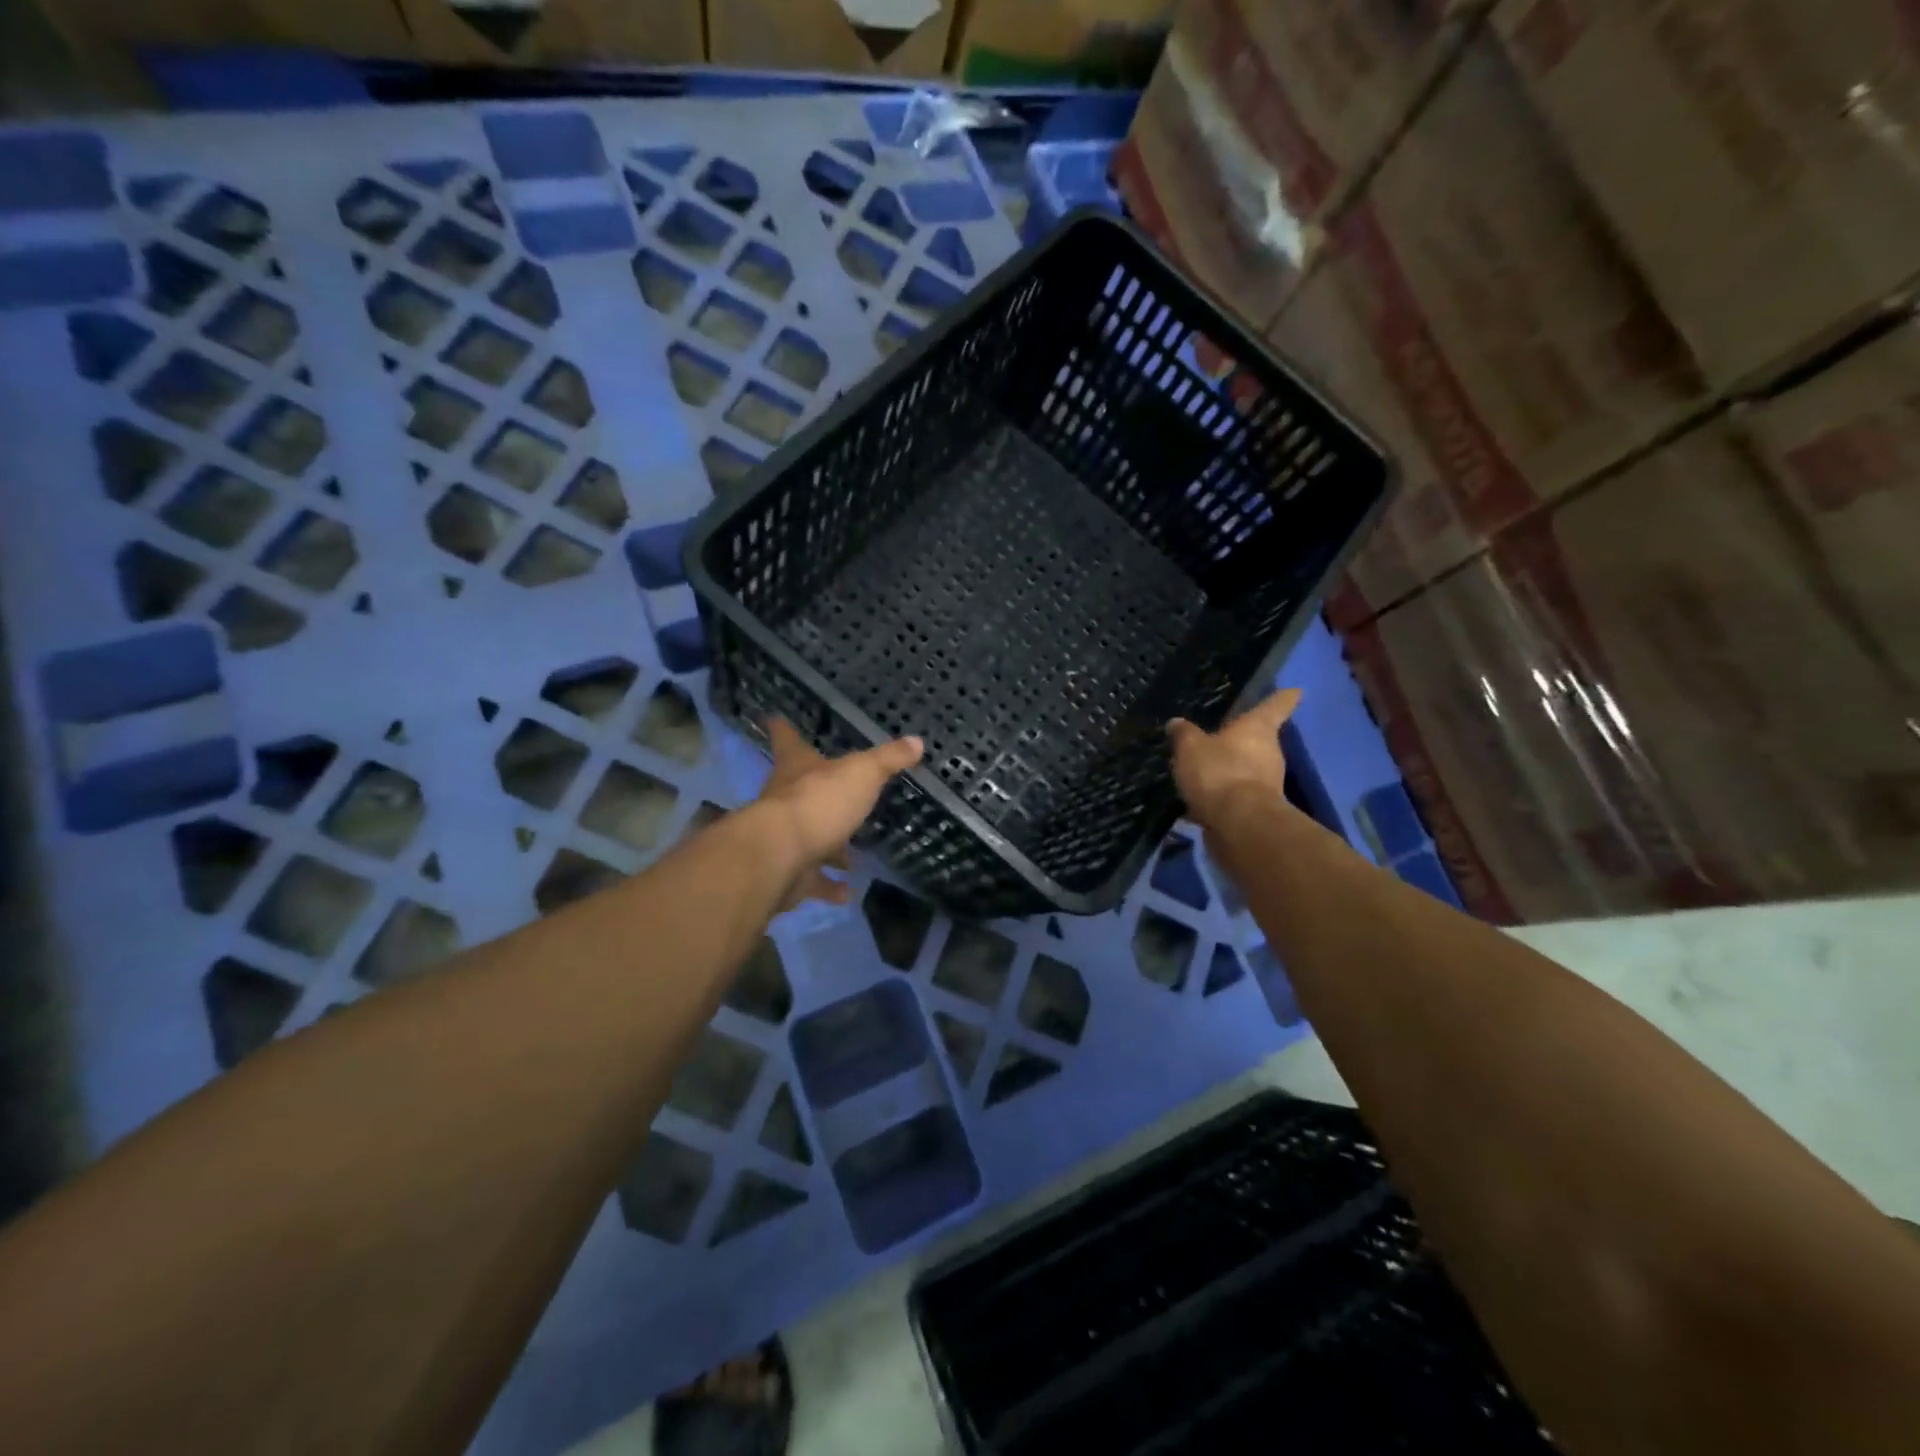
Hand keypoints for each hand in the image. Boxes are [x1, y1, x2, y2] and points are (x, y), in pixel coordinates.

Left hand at [753, 719, 922, 909]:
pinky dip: (830, 886)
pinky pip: (812, 880)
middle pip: (798, 792)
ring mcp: (784, 839)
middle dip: (818, 795)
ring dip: (829, 849)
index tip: (775, 718)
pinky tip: (849, 892)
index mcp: (797, 769)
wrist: (779, 857)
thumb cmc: (819, 802)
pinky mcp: (787, 874)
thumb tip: (917, 741)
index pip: (788, 741)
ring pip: (807, 840)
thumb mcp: (862, 773)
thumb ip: (888, 760)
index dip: (784, 729)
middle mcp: (784, 800)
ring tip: (853, 858)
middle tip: (839, 798)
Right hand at [1167, 689, 1299, 828]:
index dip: (1284, 697)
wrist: (1239, 825)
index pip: (1275, 706)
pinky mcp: (1257, 810)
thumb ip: (1183, 734)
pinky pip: (1236, 795)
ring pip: (1247, 769)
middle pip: (1259, 740)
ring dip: (1230, 770)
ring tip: (1202, 770)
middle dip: (1242, 740)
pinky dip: (1222, 795)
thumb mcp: (1190, 747)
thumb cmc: (1219, 772)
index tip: (1296, 690)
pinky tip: (1199, 799)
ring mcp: (1267, 783)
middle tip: (1220, 737)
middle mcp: (1269, 753)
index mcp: (1258, 729)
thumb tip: (1176, 723)